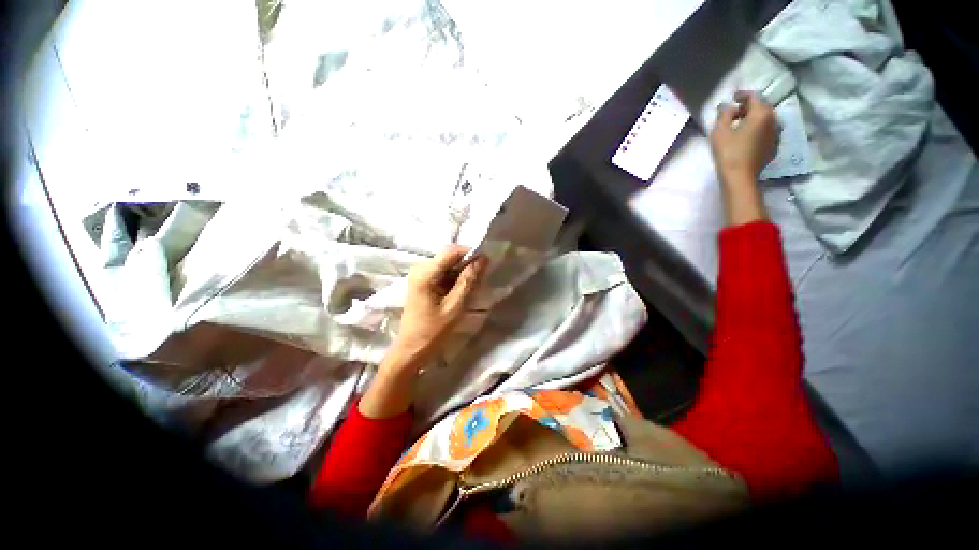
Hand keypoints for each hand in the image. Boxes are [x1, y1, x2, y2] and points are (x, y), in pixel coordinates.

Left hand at [359, 245, 486, 418]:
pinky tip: (461, 291)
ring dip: (462, 272)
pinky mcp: (423, 281)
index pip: (452, 251)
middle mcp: (420, 268)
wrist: (411, 349)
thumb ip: (468, 281)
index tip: (486, 263)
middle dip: (467, 264)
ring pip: (448, 264)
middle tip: (480, 279)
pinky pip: (443, 272)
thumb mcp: (455, 307)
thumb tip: (483, 259)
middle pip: (450, 256)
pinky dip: (455, 279)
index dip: (471, 253)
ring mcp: (420, 274)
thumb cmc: (432, 332)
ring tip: (472, 287)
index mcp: (425, 273)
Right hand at [709, 91, 776, 225]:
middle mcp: (773, 120)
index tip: (732, 97)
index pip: (754, 96)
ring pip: (766, 119)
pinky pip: (767, 130)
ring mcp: (776, 133)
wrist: (740, 178)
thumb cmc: (728, 153)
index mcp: (761, 113)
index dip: (743, 95)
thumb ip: (724, 114)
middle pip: (762, 107)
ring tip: (740, 124)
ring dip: (754, 118)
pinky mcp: (773, 145)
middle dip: (749, 106)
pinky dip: (758, 128)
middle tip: (734, 112)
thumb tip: (727, 106)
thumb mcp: (720, 131)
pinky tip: (747, 135)